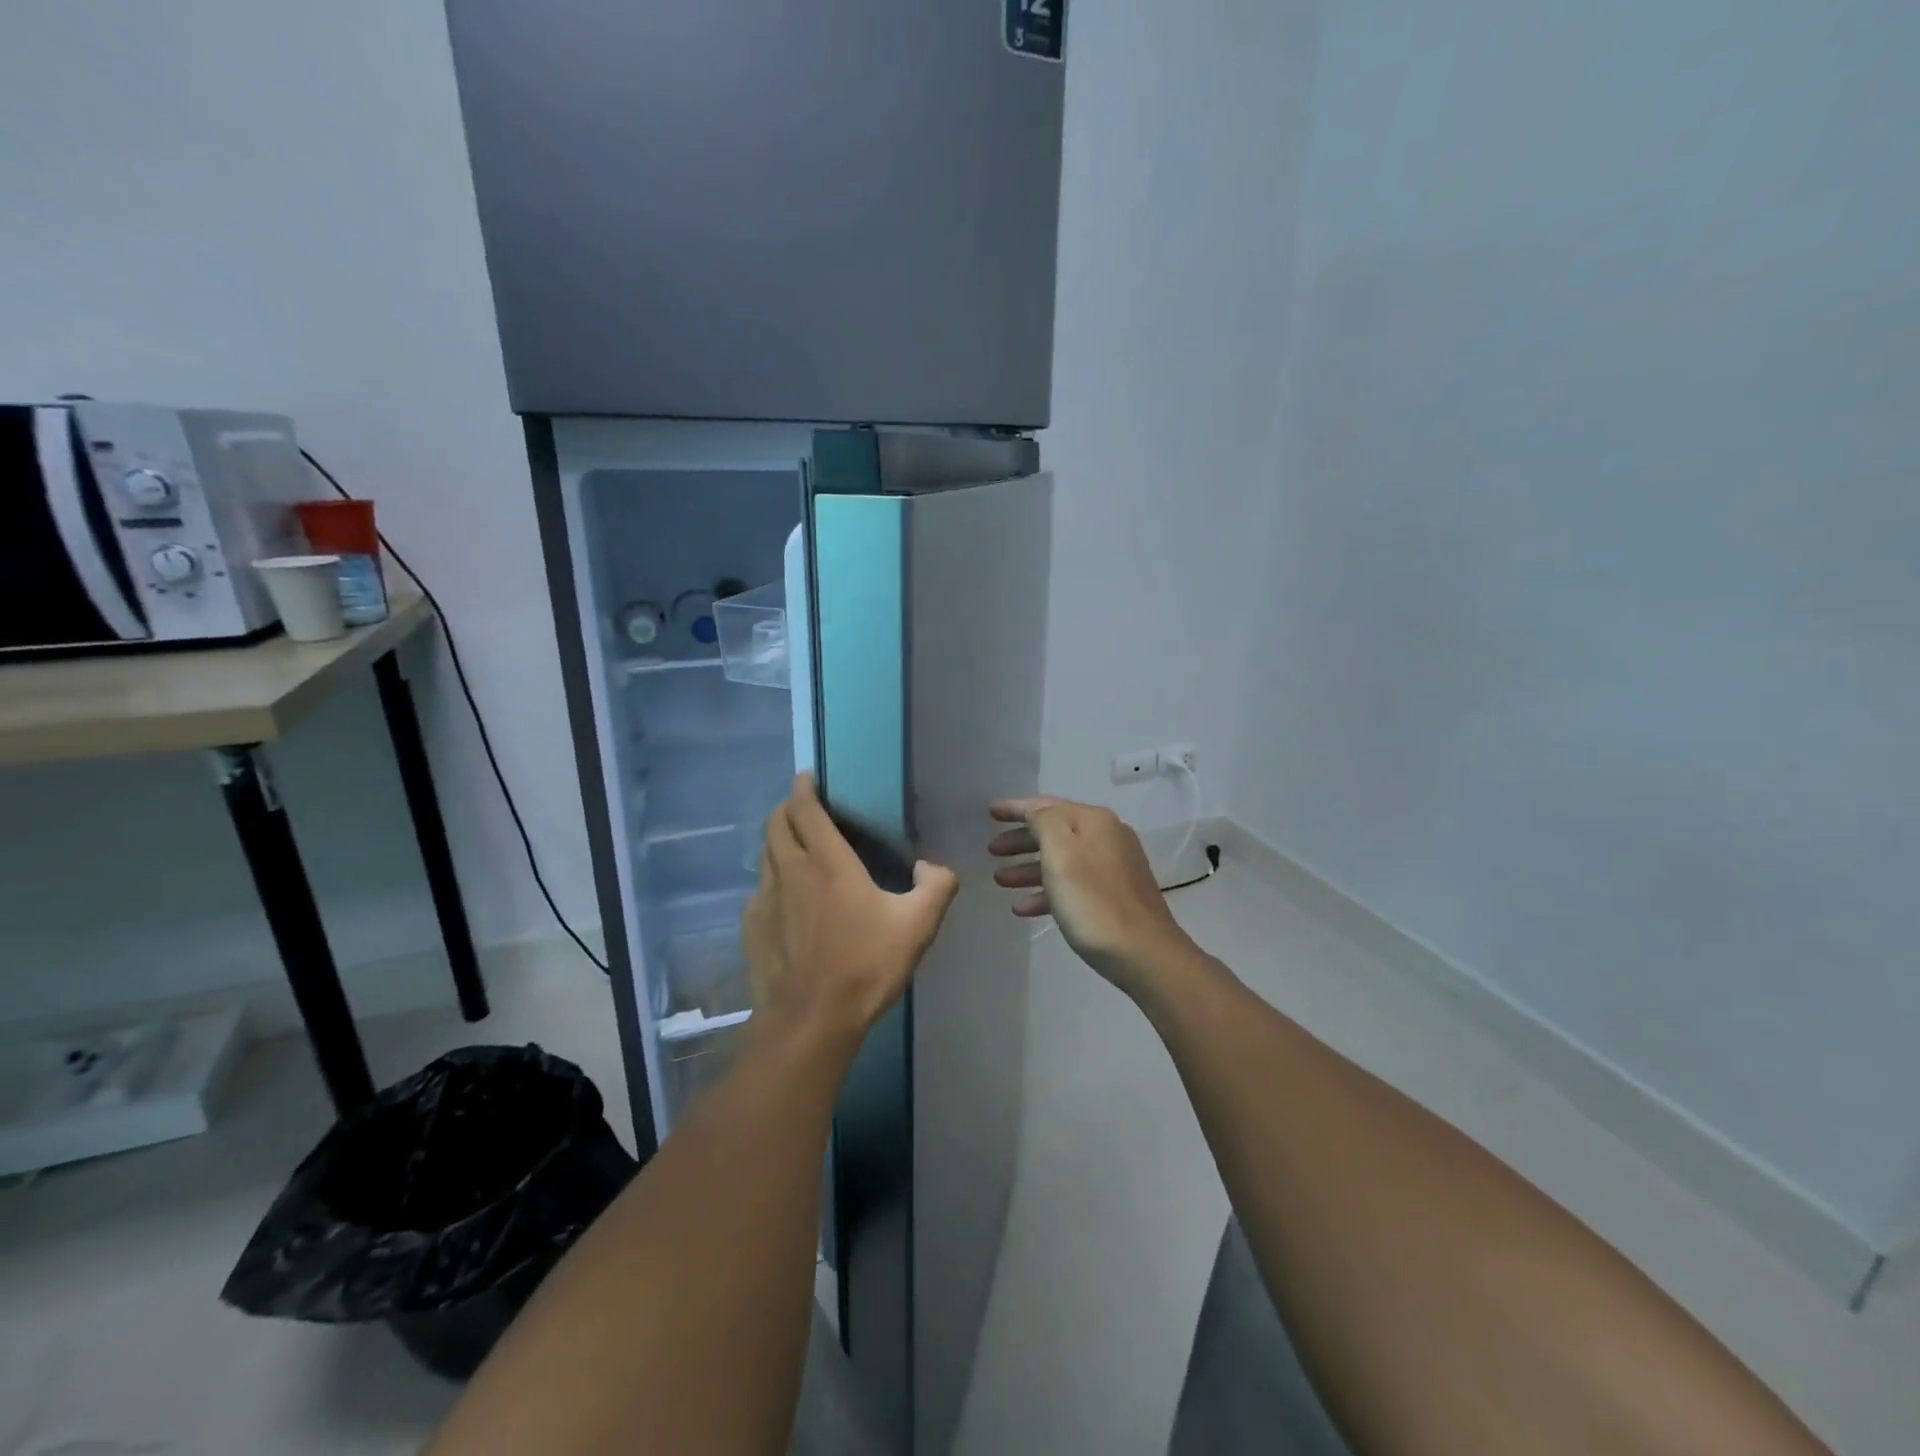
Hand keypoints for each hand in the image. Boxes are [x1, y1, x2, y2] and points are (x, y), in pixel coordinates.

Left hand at [743, 775, 959, 1055]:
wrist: (811, 1020)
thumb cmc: (866, 965)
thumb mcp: (918, 925)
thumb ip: (936, 886)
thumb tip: (932, 866)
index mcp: (828, 861)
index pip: (805, 809)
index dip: (803, 788)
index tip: (806, 778)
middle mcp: (791, 871)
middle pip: (775, 824)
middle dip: (785, 808)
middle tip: (801, 807)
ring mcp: (764, 899)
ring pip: (764, 855)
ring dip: (776, 841)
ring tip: (793, 847)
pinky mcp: (751, 927)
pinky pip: (758, 890)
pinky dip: (771, 880)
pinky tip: (785, 899)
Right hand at [988, 796, 1194, 994]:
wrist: (1144, 953)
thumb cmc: (1093, 901)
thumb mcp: (1061, 854)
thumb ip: (1043, 822)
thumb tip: (1037, 813)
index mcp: (1094, 821)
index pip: (1045, 805)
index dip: (1015, 808)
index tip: (989, 812)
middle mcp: (1106, 836)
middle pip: (1053, 831)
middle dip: (1020, 840)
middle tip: (991, 850)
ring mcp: (1113, 867)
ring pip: (1061, 860)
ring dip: (1028, 868)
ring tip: (999, 880)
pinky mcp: (1114, 895)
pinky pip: (1072, 885)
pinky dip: (1046, 891)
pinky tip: (1023, 908)